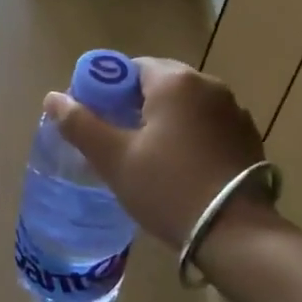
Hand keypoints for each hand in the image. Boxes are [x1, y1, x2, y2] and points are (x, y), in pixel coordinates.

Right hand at [43, 57, 274, 249]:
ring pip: (187, 106)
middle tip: (117, 141)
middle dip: (136, 106)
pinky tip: (183, 168)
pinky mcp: (248, 138)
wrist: (236, 233)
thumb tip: (52, 97)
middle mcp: (209, 85)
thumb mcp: (115, 159)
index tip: (96, 119)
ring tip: (149, 157)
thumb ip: (80, 124)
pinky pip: (209, 126)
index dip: (108, 89)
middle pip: (161, 84)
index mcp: (175, 81)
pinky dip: (192, 136)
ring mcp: (234, 111)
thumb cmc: (168, 188)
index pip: (132, 68)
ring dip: (166, 121)